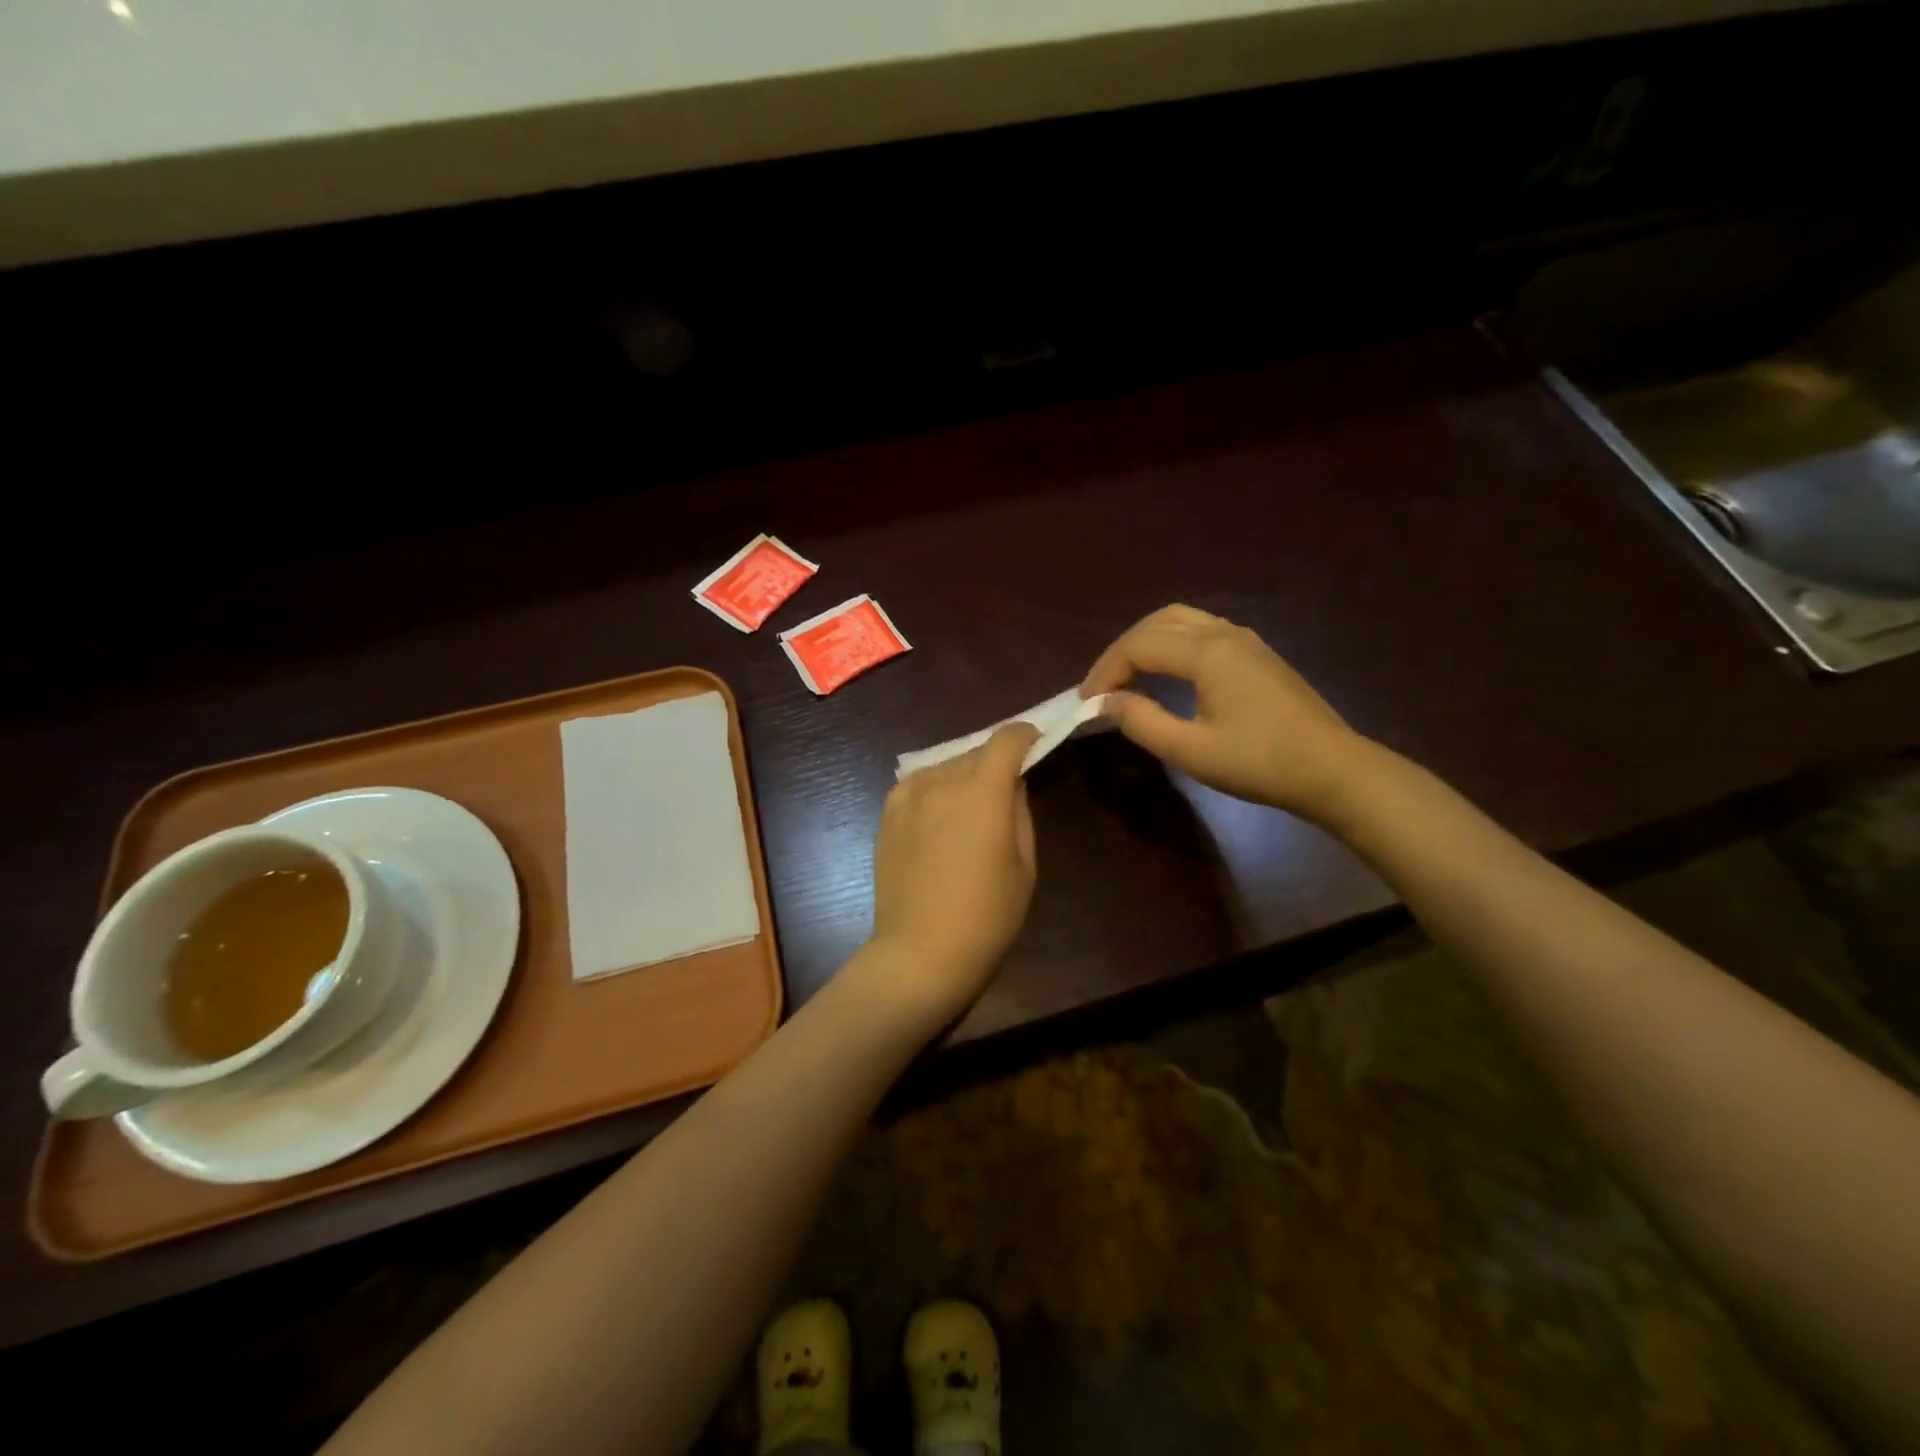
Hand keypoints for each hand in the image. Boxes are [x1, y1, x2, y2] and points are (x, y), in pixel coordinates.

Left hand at [866, 722, 1040, 1026]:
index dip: (1025, 736)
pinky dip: (933, 786)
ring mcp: (910, 796)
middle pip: (975, 751)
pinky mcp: (888, 814)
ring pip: (945, 766)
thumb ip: (1019, 812)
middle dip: (995, 761)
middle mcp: (944, 782)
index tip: (1035, 746)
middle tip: (1005, 788)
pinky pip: (917, 783)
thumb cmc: (987, 916)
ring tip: (969, 806)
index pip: (1007, 740)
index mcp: (984, 792)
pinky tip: (938, 811)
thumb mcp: (1024, 865)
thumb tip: (1012, 783)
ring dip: (963, 774)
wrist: (921, 952)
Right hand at [1082, 604, 1373, 821]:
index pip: (1137, 647)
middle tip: (1101, 687)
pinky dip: (1170, 643)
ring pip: (1179, 620)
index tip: (1086, 704)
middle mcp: (1224, 633)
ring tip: (1126, 676)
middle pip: (1155, 623)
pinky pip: (1200, 630)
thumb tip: (1106, 702)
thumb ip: (1141, 721)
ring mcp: (1244, 639)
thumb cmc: (1259, 763)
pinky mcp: (1256, 652)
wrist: (1332, 770)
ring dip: (1145, 642)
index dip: (1105, 672)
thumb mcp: (1190, 750)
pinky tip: (1165, 673)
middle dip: (1120, 652)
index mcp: (1206, 652)